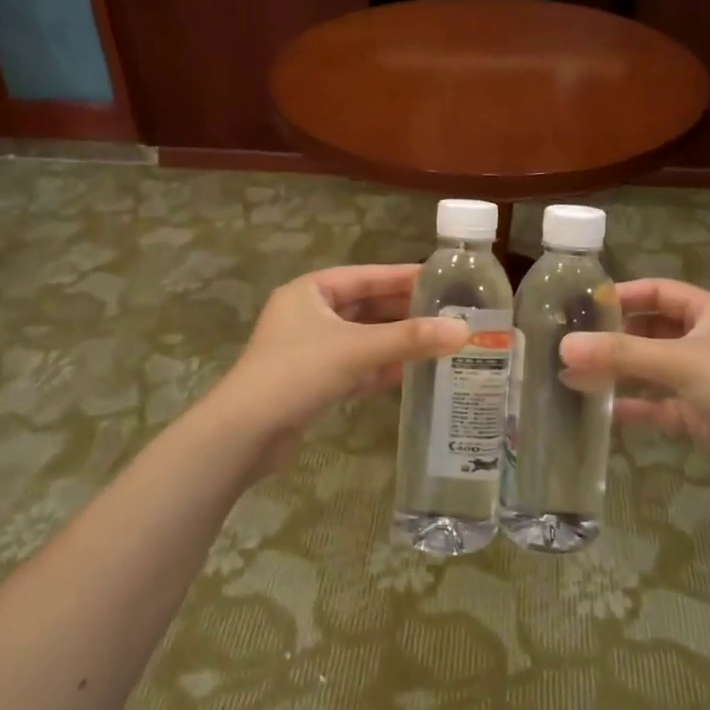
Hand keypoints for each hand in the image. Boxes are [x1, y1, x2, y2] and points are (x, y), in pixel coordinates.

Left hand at [210, 264, 469, 477]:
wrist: (244, 434)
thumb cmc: (297, 373)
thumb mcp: (357, 350)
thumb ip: (410, 339)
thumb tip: (465, 330)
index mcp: (310, 291)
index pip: (365, 276)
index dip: (403, 276)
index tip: (441, 278)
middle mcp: (309, 315)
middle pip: (366, 307)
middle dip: (404, 311)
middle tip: (449, 311)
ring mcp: (310, 350)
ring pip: (363, 338)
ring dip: (396, 341)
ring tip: (440, 340)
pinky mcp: (313, 382)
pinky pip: (356, 366)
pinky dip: (381, 367)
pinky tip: (413, 371)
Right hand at [560, 278, 709, 494]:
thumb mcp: (679, 362)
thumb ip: (621, 354)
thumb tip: (564, 346)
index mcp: (706, 313)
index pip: (657, 292)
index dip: (623, 294)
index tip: (583, 305)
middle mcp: (702, 341)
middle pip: (649, 330)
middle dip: (612, 337)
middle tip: (571, 343)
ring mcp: (700, 380)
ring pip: (649, 368)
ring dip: (617, 372)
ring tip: (573, 376)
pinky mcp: (698, 415)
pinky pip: (656, 404)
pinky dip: (632, 406)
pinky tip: (601, 412)